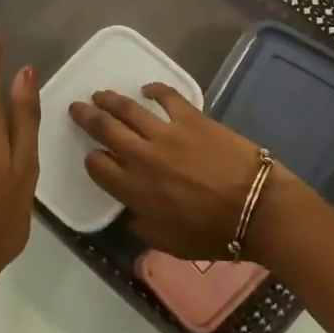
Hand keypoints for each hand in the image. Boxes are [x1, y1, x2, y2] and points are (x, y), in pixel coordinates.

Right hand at [69, 85, 277, 260]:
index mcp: (134, 190)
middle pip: (104, 129)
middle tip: (77, 107)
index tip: (93, 155)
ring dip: (110, 99)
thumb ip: (145, 227)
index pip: (98, 167)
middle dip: (86, 117)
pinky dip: (154, 89)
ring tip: (100, 94)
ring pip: (127, 109)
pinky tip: (147, 88)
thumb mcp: (170, 243)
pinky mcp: (190, 117)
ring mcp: (165, 133)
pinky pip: (166, 96)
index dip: (92, 159)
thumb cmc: (214, 234)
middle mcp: (141, 157)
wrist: (256, 208)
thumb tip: (132, 214)